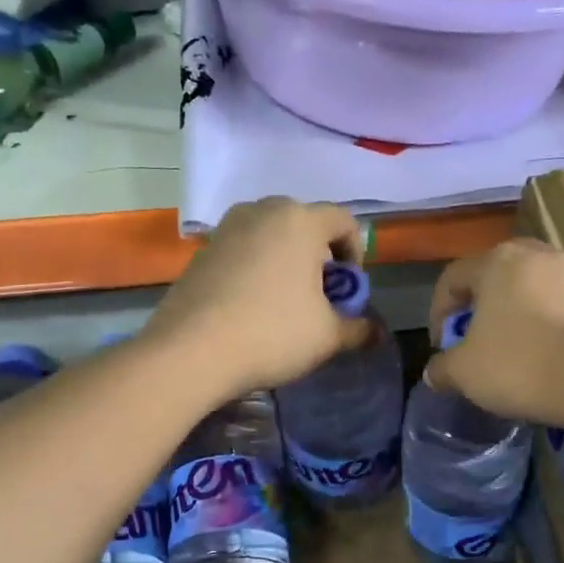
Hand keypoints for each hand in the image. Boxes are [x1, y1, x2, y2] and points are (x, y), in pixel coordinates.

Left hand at [144, 198, 369, 399]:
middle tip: (318, 297)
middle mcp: (262, 211)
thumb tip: (373, 332)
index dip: (356, 254)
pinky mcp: (201, 250)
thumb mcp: (327, 336)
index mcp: (300, 220)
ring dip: (285, 262)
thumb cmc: (272, 333)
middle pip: (304, 224)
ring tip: (284, 303)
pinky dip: (255, 270)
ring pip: (270, 236)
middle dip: (318, 257)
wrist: (190, 351)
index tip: (348, 290)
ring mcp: (226, 228)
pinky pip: (242, 251)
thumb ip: (357, 328)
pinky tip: (250, 308)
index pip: (344, 221)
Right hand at [425, 239, 563, 423]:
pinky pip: (557, 303)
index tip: (441, 346)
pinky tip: (542, 353)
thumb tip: (435, 372)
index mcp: (496, 261)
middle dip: (478, 306)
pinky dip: (543, 321)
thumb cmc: (520, 366)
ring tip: (509, 347)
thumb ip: (442, 367)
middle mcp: (535, 254)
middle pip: (493, 275)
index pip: (452, 278)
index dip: (438, 313)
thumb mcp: (464, 372)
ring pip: (528, 287)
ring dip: (512, 311)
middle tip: (473, 338)